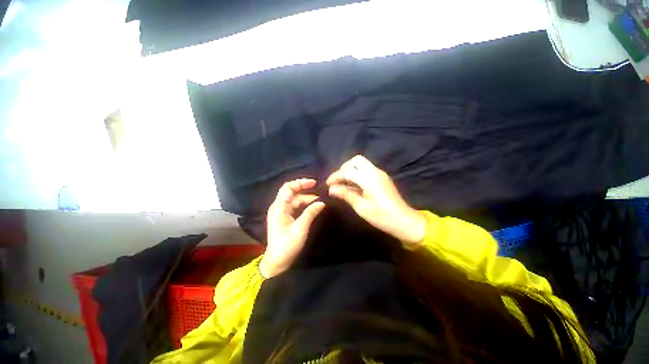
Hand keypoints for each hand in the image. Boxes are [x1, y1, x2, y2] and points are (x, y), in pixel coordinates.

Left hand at [261, 179, 325, 277]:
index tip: (314, 183)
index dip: (301, 183)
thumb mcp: (300, 228)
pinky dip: (305, 206)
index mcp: (279, 207)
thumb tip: (322, 202)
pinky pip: (296, 207)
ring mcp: (282, 212)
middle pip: (293, 193)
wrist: (277, 262)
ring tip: (321, 201)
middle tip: (321, 193)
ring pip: (295, 200)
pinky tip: (314, 207)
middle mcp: (279, 207)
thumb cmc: (287, 245)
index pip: (288, 188)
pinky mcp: (285, 218)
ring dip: (307, 199)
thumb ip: (311, 213)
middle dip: (307, 191)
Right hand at [326, 155, 425, 244]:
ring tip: (343, 183)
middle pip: (356, 160)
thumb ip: (346, 195)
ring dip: (351, 170)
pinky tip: (354, 186)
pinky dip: (358, 174)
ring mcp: (380, 174)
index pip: (348, 171)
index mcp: (369, 179)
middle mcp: (375, 172)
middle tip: (338, 181)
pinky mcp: (383, 178)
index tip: (327, 184)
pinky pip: (367, 170)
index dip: (336, 176)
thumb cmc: (382, 216)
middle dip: (344, 168)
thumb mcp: (361, 207)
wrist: (405, 221)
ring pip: (362, 164)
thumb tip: (331, 189)